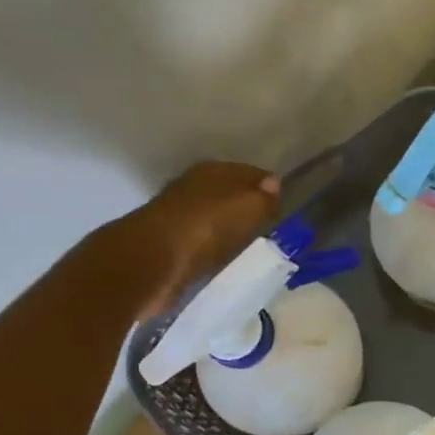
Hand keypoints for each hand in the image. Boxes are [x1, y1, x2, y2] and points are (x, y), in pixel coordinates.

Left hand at [98, 162, 278, 317]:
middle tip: (273, 221)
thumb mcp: (246, 208)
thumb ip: (263, 198)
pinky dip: (216, 246)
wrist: (149, 264)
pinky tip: (228, 255)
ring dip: (231, 225)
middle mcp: (193, 187)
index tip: (285, 201)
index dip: (267, 185)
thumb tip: (274, 184)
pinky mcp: (169, 246)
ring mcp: (178, 216)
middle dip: (248, 204)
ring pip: (215, 216)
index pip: (249, 173)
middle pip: (229, 193)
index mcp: (213, 171)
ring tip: (254, 240)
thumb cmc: (203, 229)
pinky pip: (204, 241)